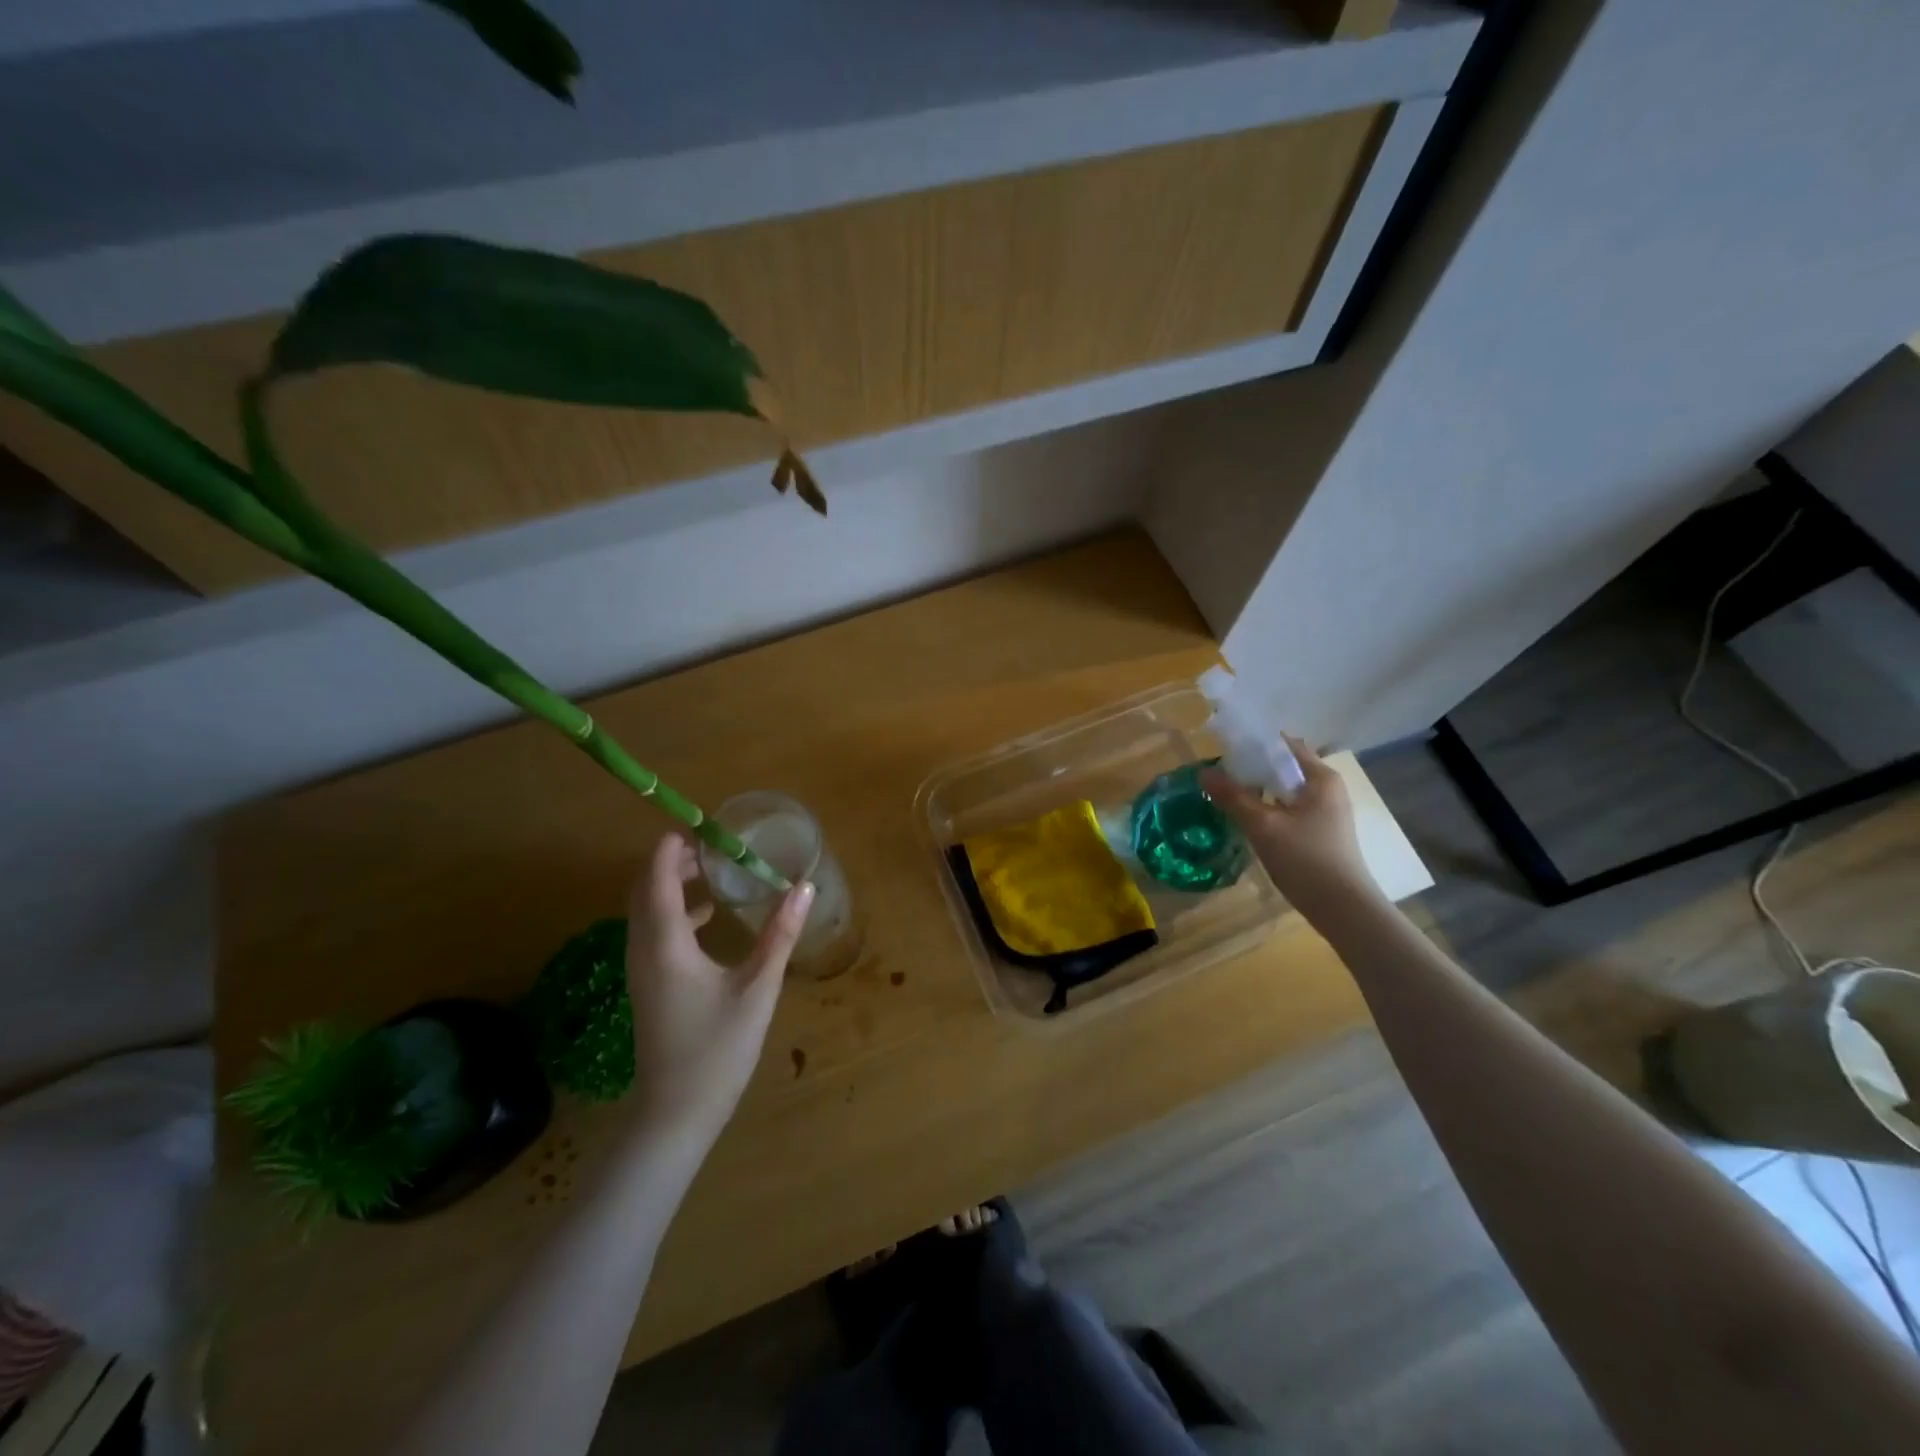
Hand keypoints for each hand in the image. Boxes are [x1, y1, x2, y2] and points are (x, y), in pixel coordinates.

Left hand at [625, 833, 813, 1140]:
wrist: (675, 1115)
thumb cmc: (717, 1050)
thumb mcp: (757, 989)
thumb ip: (780, 935)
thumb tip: (803, 887)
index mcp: (665, 945)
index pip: (655, 879)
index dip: (670, 847)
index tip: (698, 824)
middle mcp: (643, 950)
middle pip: (644, 890)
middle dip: (671, 860)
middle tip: (712, 844)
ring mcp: (641, 970)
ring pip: (646, 910)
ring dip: (670, 884)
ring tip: (711, 870)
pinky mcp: (648, 986)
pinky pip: (652, 931)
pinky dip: (674, 911)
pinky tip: (709, 917)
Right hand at [1201, 738, 1376, 921]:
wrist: (1343, 909)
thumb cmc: (1306, 860)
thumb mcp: (1263, 826)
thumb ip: (1233, 797)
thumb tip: (1204, 772)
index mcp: (1320, 777)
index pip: (1284, 744)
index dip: (1254, 742)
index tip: (1224, 749)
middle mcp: (1327, 788)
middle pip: (1283, 766)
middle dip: (1251, 768)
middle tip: (1219, 775)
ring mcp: (1326, 811)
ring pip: (1284, 790)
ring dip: (1258, 789)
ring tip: (1227, 795)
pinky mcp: (1321, 831)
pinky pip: (1289, 808)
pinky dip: (1268, 808)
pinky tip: (1248, 820)